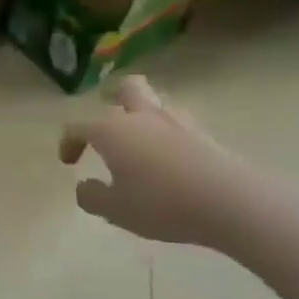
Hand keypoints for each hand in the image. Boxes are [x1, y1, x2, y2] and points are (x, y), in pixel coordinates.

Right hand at [59, 76, 251, 247]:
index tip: (69, 163)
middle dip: (113, 95)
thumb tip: (85, 186)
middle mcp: (141, 117)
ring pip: (155, 102)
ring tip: (139, 137)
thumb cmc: (161, 204)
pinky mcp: (205, 135)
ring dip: (143, 113)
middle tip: (107, 112)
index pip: (78, 126)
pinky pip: (178, 124)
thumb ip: (92, 197)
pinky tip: (168, 155)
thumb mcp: (115, 210)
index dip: (68, 142)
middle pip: (126, 88)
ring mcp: (177, 122)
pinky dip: (168, 133)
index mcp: (111, 130)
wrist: (230, 203)